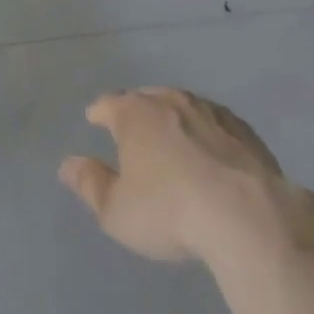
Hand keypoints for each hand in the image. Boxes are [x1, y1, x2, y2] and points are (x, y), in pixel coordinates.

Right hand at [60, 87, 307, 265]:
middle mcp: (170, 101)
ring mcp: (209, 110)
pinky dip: (207, 132)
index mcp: (135, 114)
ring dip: (174, 118)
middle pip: (146, 98)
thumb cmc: (169, 211)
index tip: (94, 118)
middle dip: (136, 111)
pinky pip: (216, 123)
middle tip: (132, 130)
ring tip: (171, 137)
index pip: (108, 104)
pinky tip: (211, 150)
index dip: (99, 112)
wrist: (246, 214)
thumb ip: (90, 185)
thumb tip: (68, 164)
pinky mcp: (243, 129)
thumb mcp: (117, 211)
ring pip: (183, 105)